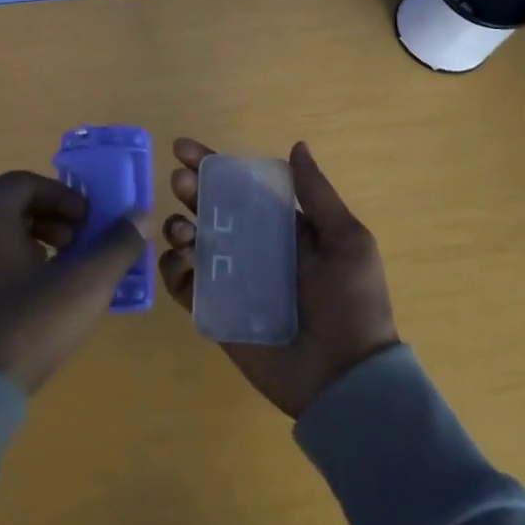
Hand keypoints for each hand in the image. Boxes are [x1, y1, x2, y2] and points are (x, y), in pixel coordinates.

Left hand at [0, 170, 148, 393]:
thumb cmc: (22, 326)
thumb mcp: (83, 286)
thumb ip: (116, 246)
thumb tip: (140, 216)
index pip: (30, 184)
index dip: (66, 200)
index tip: (89, 226)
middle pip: (6, 207)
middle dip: (47, 223)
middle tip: (73, 250)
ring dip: (22, 244)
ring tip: (49, 277)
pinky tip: (16, 303)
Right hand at [159, 138, 398, 417]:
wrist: (346, 378)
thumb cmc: (352, 303)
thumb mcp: (347, 241)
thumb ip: (317, 194)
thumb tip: (297, 145)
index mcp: (282, 228)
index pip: (239, 187)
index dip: (212, 165)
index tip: (184, 149)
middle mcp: (252, 248)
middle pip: (210, 210)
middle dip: (190, 190)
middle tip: (179, 183)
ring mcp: (231, 280)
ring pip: (191, 243)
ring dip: (178, 227)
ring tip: (182, 229)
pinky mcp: (215, 311)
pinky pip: (184, 285)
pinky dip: (173, 268)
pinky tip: (180, 261)